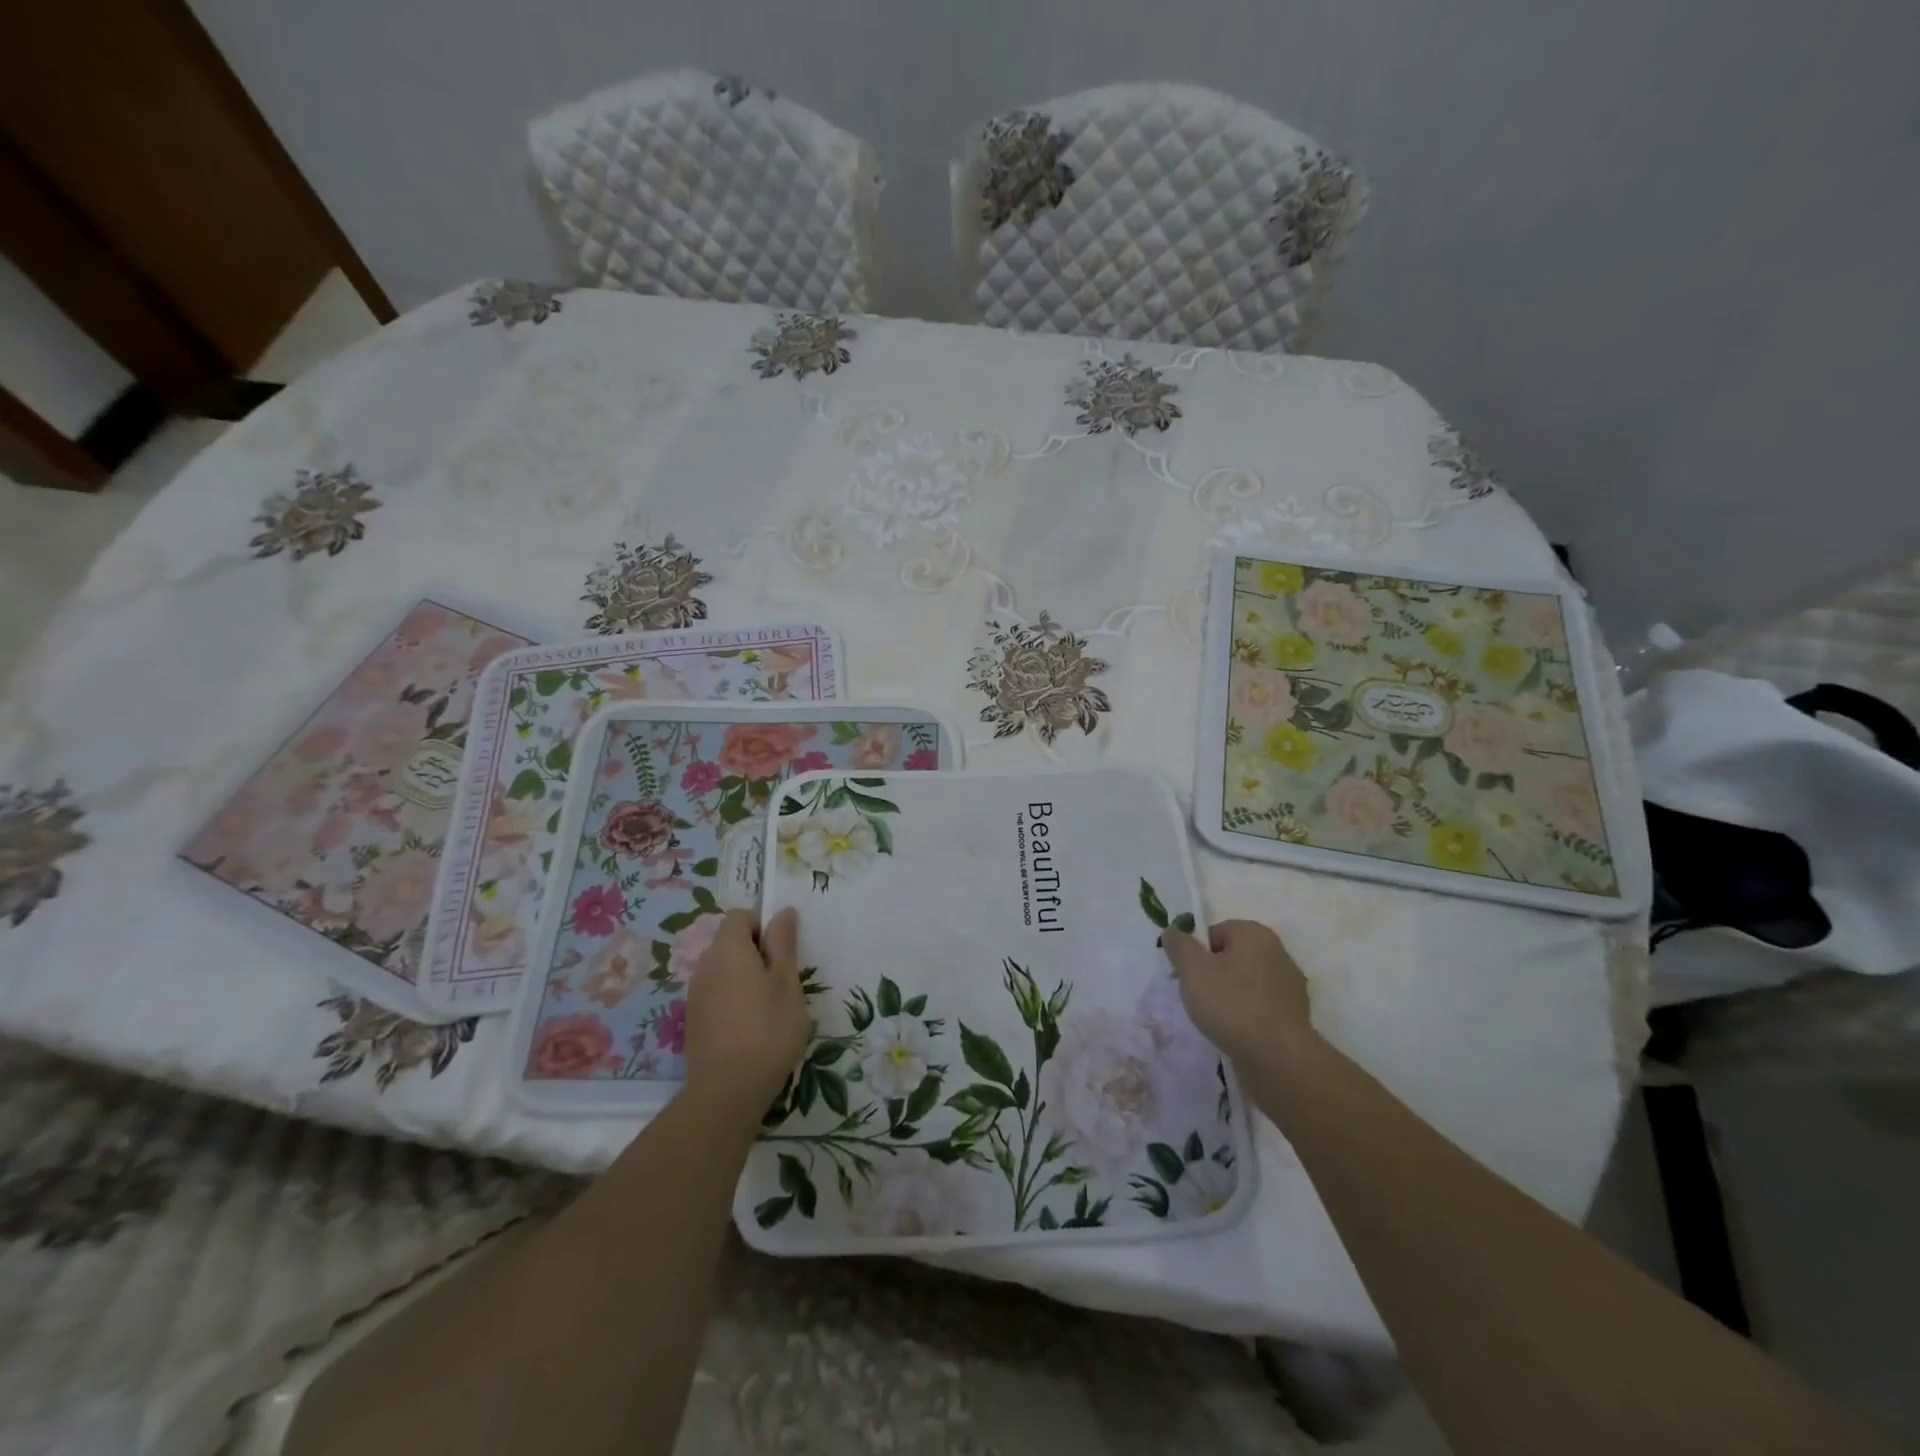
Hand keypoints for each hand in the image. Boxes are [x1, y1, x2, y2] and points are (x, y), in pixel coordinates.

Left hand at [684, 909, 811, 1116]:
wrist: (727, 1092)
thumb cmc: (768, 1030)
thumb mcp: (787, 983)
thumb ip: (783, 943)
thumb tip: (782, 912)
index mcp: (728, 950)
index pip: (740, 916)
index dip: (763, 925)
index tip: (783, 951)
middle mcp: (705, 966)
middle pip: (730, 942)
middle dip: (756, 953)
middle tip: (782, 981)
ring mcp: (695, 995)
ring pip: (723, 970)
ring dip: (745, 977)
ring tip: (769, 1007)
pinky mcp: (693, 1021)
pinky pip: (716, 994)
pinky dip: (733, 999)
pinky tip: (751, 1028)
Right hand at [1161, 919, 1315, 1068]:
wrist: (1278, 1059)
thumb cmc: (1232, 1004)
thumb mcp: (1193, 969)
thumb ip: (1179, 945)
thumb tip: (1172, 931)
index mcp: (1256, 934)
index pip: (1215, 932)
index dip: (1196, 952)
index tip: (1187, 975)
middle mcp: (1278, 953)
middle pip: (1231, 957)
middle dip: (1211, 974)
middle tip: (1197, 996)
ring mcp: (1290, 986)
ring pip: (1245, 983)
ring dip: (1228, 996)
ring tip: (1215, 1018)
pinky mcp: (1294, 1016)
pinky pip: (1259, 1006)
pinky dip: (1246, 1015)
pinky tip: (1235, 1032)